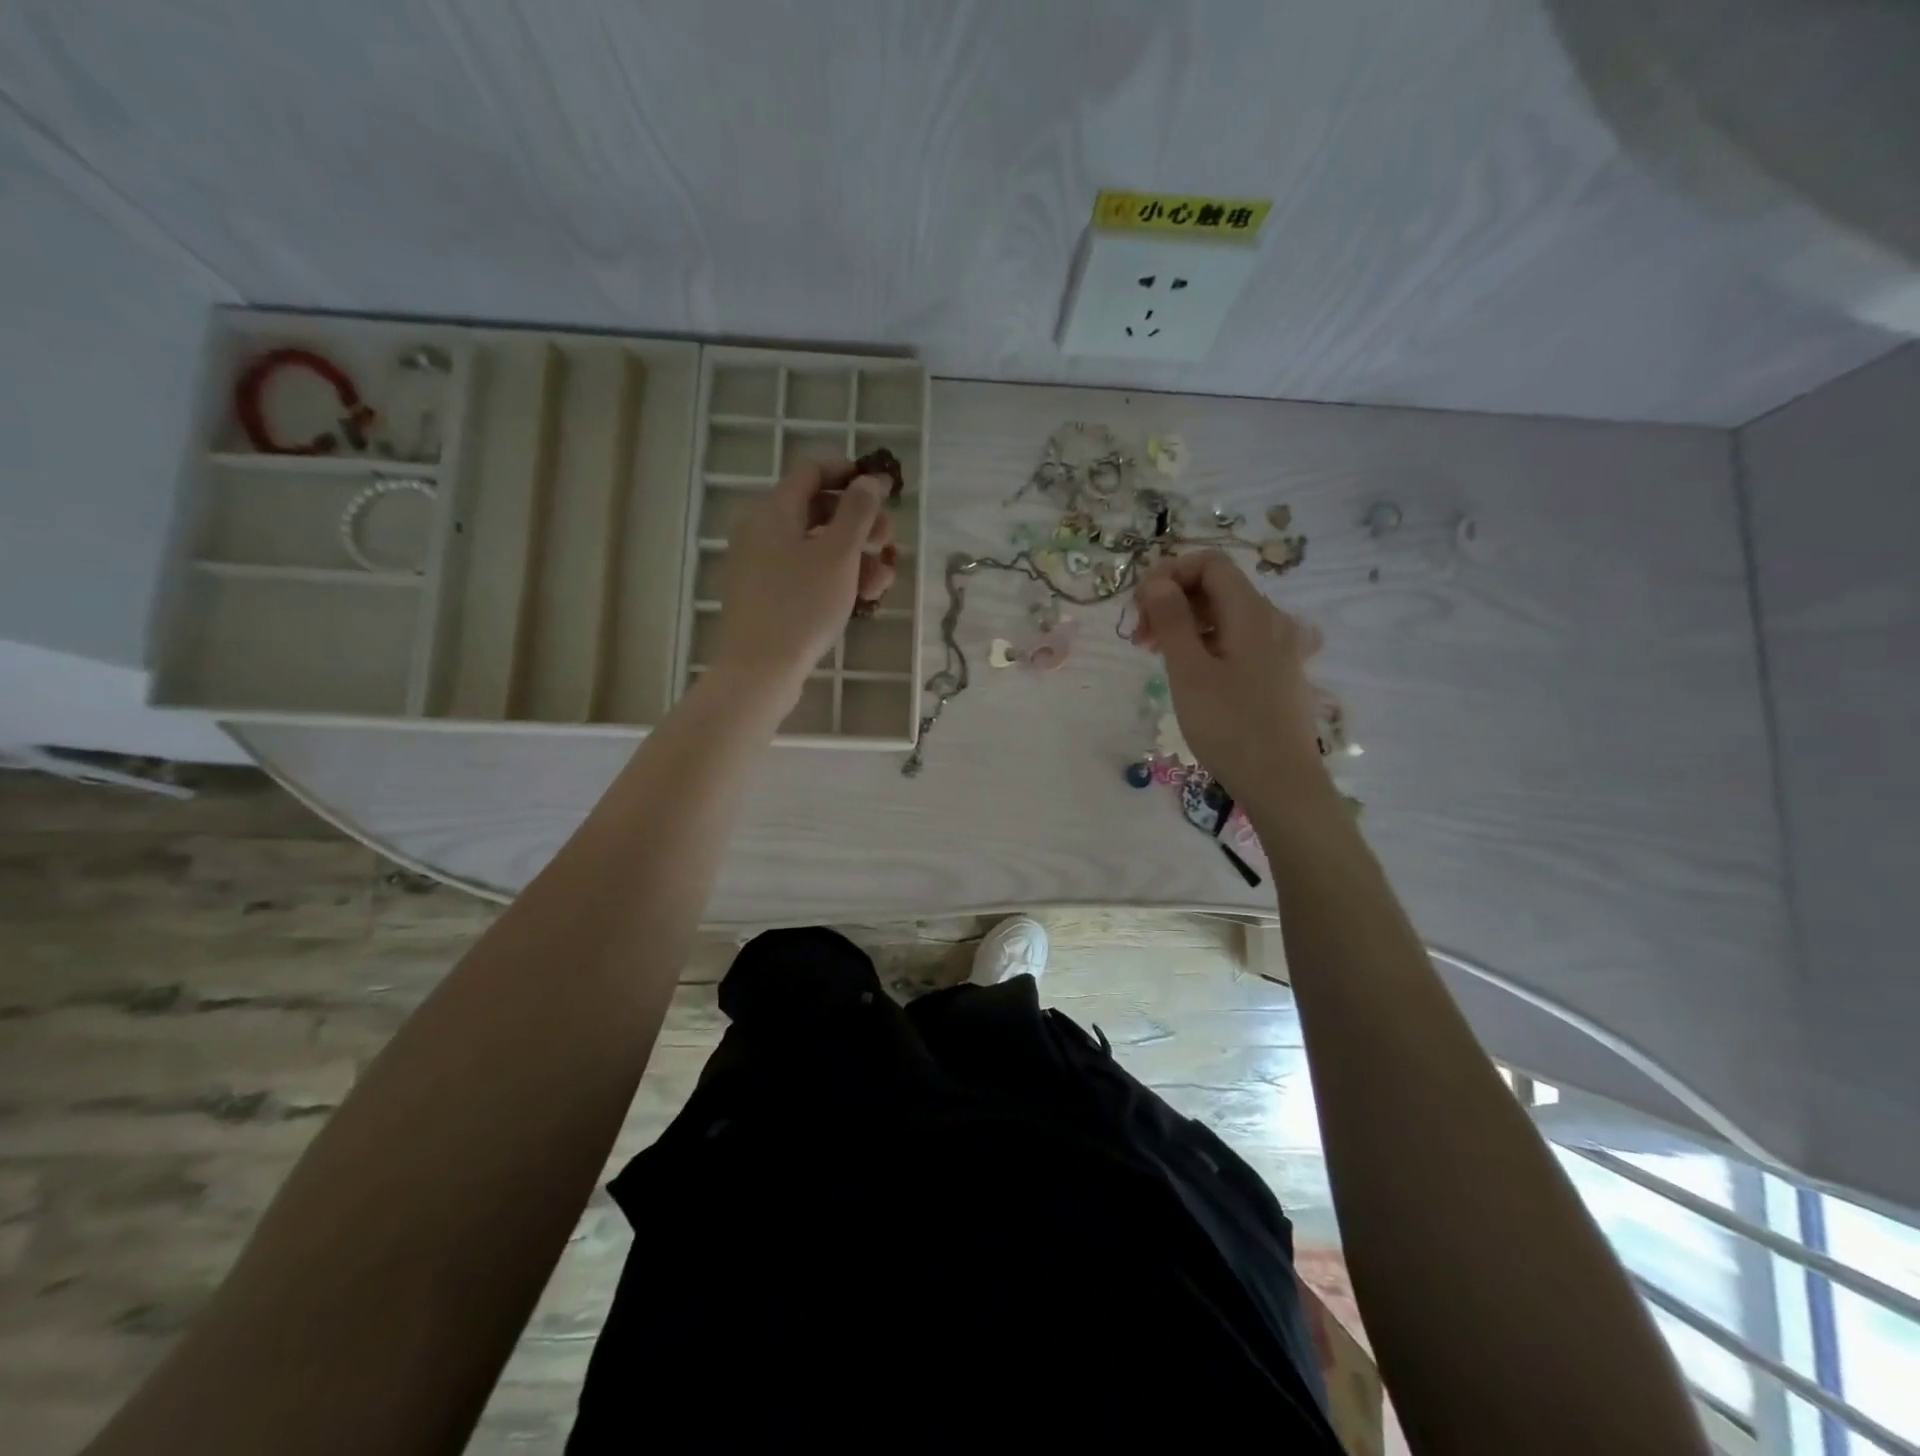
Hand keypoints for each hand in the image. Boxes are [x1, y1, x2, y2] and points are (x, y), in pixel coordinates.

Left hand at [710, 458, 895, 710]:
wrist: (760, 670)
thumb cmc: (801, 605)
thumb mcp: (838, 554)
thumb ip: (857, 512)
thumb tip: (869, 480)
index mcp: (774, 511)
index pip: (812, 471)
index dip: (850, 474)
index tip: (884, 490)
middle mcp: (762, 530)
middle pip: (819, 510)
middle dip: (860, 524)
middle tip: (889, 542)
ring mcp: (762, 565)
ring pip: (817, 546)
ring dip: (855, 557)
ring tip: (882, 582)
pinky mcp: (767, 595)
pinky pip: (806, 573)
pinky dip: (835, 578)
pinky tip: (861, 599)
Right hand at [1132, 550, 1327, 808]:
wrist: (1281, 783)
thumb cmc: (1230, 726)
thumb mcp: (1189, 671)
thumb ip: (1171, 620)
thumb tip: (1155, 582)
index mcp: (1251, 612)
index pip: (1209, 563)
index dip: (1169, 573)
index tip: (1139, 606)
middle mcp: (1270, 620)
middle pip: (1216, 587)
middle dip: (1172, 600)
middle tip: (1139, 637)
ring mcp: (1276, 647)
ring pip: (1224, 615)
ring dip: (1184, 623)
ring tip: (1155, 655)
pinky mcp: (1275, 672)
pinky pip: (1235, 640)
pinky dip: (1204, 643)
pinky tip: (1186, 672)